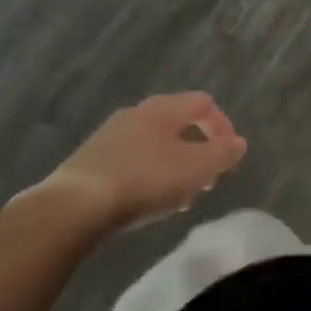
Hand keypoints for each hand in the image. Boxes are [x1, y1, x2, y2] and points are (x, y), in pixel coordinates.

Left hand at [40, 91, 246, 233]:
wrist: (72, 207)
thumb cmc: (143, 180)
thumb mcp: (195, 170)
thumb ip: (222, 154)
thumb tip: (238, 143)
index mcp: (165, 108)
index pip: (203, 103)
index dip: (222, 126)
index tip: (229, 156)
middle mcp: (138, 112)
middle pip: (178, 123)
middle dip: (197, 149)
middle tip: (206, 179)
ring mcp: (110, 134)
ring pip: (154, 143)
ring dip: (173, 165)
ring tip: (178, 196)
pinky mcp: (90, 159)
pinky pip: (131, 160)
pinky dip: (147, 174)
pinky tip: (145, 201)